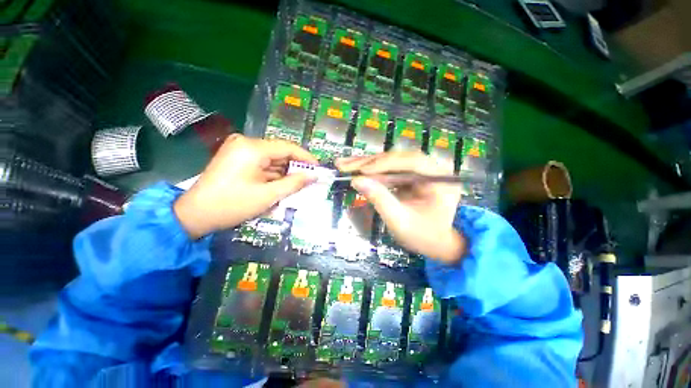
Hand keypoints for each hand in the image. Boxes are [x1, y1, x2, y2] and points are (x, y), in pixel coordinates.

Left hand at [174, 134, 317, 238]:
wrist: (194, 215)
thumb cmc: (232, 205)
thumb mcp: (268, 195)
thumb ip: (294, 183)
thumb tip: (314, 175)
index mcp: (252, 148)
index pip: (288, 147)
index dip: (305, 157)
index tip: (318, 168)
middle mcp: (245, 142)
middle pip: (279, 152)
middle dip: (294, 168)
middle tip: (307, 181)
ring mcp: (239, 149)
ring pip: (271, 159)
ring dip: (283, 173)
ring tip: (294, 187)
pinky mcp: (236, 157)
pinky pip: (261, 163)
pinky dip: (272, 174)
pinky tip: (278, 186)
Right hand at [336, 151, 465, 263]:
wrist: (436, 244)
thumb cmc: (424, 237)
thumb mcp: (401, 221)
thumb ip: (380, 200)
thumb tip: (356, 180)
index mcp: (440, 179)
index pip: (412, 162)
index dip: (385, 163)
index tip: (362, 170)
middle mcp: (431, 169)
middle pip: (397, 159)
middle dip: (369, 163)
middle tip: (344, 165)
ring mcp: (419, 171)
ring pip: (389, 163)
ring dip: (365, 165)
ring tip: (343, 165)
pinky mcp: (409, 176)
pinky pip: (388, 170)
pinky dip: (370, 172)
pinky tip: (355, 170)